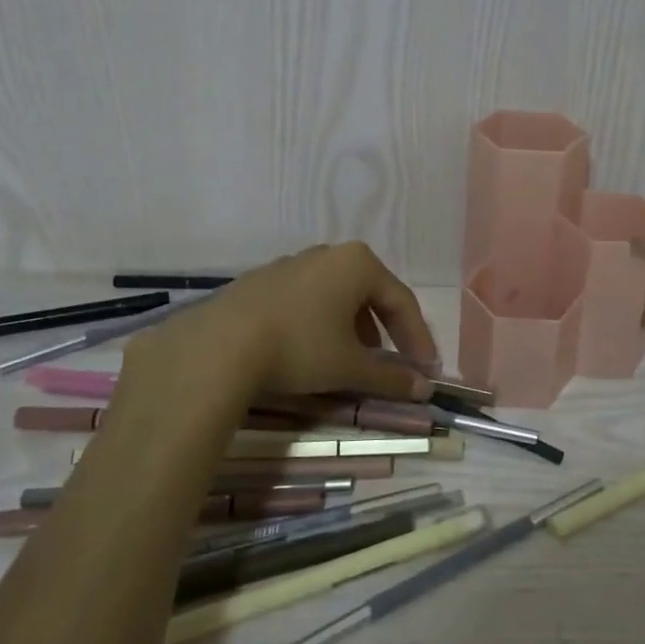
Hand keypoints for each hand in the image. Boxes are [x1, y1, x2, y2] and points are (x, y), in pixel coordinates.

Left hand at [133, 242, 439, 402]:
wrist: (218, 346)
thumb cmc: (300, 347)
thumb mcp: (350, 367)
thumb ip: (391, 377)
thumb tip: (424, 389)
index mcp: (358, 263)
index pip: (402, 301)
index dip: (418, 338)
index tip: (426, 370)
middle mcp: (328, 254)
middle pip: (370, 293)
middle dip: (385, 330)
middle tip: (392, 361)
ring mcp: (291, 263)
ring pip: (336, 295)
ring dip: (352, 326)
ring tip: (351, 359)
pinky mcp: (262, 280)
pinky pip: (306, 299)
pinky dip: (320, 322)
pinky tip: (310, 350)